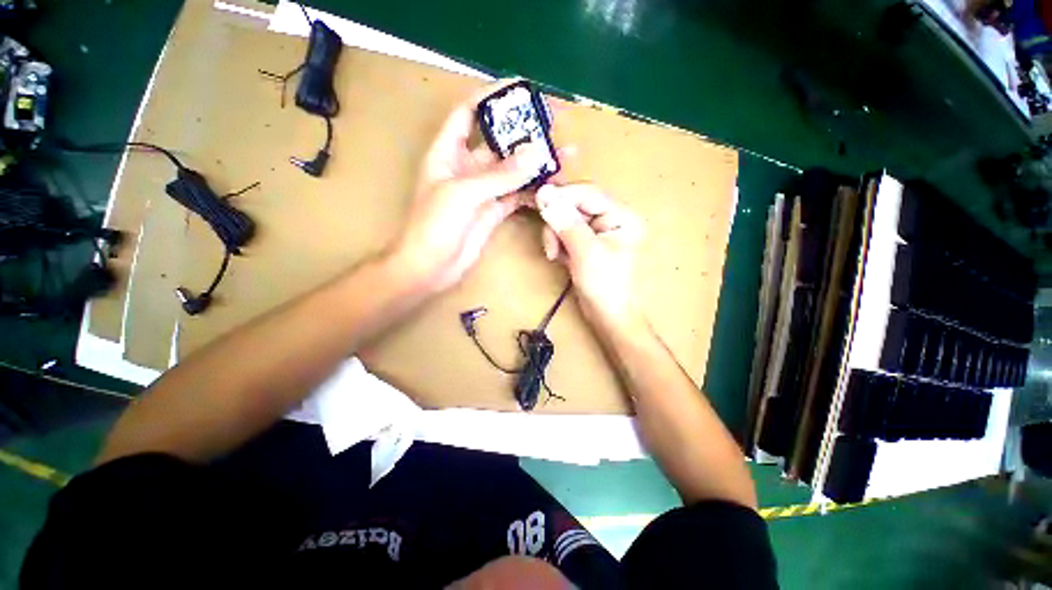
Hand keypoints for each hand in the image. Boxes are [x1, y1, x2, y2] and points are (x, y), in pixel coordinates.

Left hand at [390, 82, 549, 292]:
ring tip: (566, 155)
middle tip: (556, 125)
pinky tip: (552, 185)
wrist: (430, 268)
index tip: (522, 90)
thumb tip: (536, 152)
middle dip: (526, 132)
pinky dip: (534, 190)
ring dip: (537, 163)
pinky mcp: (494, 210)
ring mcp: (483, 190)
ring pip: (514, 170)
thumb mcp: (463, 194)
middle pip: (500, 141)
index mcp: (448, 151)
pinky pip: (517, 194)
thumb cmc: (434, 226)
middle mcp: (467, 167)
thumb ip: (500, 175)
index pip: (470, 112)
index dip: (493, 97)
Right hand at [535, 183, 644, 325]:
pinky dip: (558, 243)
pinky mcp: (586, 244)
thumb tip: (545, 193)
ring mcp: (597, 232)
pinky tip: (559, 258)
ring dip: (555, 235)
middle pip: (574, 205)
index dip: (562, 196)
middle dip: (558, 223)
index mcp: (621, 216)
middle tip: (551, 246)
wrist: (608, 318)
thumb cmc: (605, 287)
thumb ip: (566, 222)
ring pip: (566, 219)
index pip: (587, 192)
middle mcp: (611, 219)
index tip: (539, 203)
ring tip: (554, 255)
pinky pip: (565, 233)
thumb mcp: (585, 252)